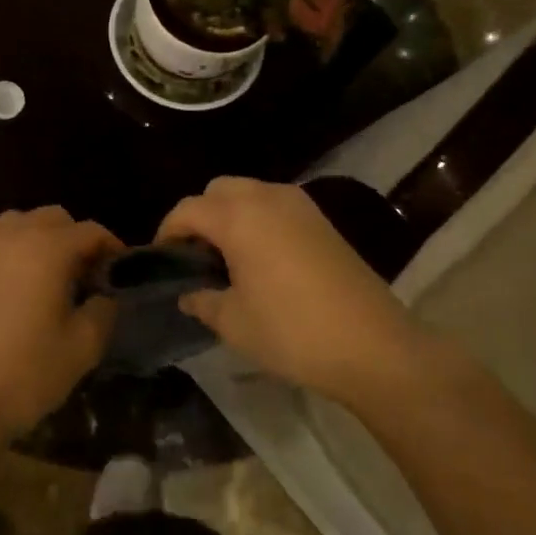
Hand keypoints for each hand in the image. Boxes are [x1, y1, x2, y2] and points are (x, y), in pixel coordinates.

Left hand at [0, 207, 122, 440]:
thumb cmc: (25, 374)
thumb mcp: (82, 348)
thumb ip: (102, 312)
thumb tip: (103, 297)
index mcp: (47, 249)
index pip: (89, 231)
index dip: (110, 247)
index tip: (118, 271)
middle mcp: (11, 237)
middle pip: (52, 217)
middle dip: (73, 238)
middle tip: (82, 274)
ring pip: (16, 224)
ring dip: (37, 239)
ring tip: (44, 276)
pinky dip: (8, 255)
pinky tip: (10, 290)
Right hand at [156, 177, 415, 403]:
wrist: (373, 345)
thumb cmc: (293, 332)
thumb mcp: (234, 323)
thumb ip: (203, 301)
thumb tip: (189, 295)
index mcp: (239, 217)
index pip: (188, 209)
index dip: (168, 231)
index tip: (163, 260)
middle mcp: (268, 198)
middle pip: (218, 189)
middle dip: (200, 215)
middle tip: (196, 256)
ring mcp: (300, 205)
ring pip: (250, 192)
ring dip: (230, 214)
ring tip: (227, 257)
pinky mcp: (322, 220)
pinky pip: (276, 205)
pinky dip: (258, 219)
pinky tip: (262, 259)